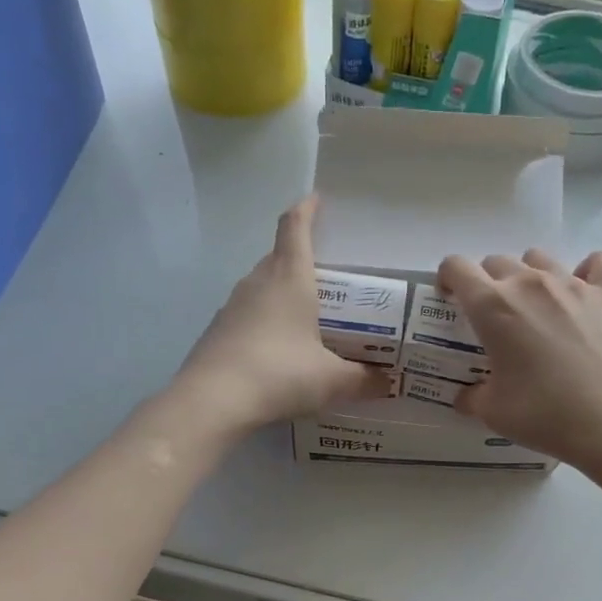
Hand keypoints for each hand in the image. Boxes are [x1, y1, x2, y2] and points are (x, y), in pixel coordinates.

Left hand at [174, 196, 389, 431]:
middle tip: (326, 277)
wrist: (213, 400)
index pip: (295, 227)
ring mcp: (232, 306)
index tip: (316, 200)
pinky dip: (264, 320)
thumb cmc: (280, 374)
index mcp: (290, 278)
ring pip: (261, 286)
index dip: (307, 210)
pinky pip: (247, 314)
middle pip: (279, 256)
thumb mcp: (332, 380)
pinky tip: (277, 349)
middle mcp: (258, 282)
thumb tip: (388, 383)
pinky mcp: (217, 331)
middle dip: (300, 258)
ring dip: (281, 291)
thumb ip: (364, 380)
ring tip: (305, 314)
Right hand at [437, 249, 601, 469]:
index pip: (457, 267)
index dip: (448, 278)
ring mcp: (572, 283)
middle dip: (488, 283)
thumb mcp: (493, 412)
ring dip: (530, 275)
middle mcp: (529, 283)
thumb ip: (472, 397)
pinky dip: (585, 274)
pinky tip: (583, 296)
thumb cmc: (543, 414)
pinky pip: (594, 265)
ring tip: (537, 307)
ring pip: (539, 258)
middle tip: (494, 317)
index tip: (450, 298)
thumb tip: (466, 396)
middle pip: (497, 262)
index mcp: (492, 306)